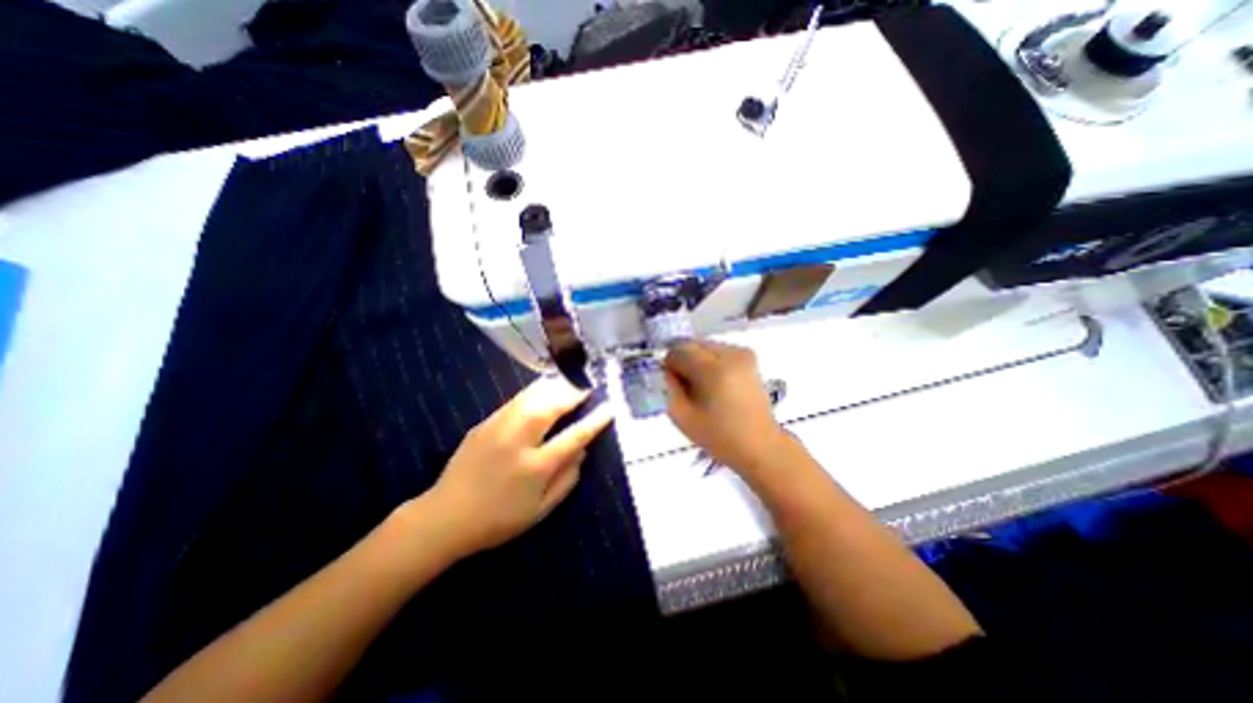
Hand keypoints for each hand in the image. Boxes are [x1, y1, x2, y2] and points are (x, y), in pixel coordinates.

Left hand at [416, 376, 611, 556]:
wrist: (444, 518)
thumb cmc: (498, 520)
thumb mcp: (541, 511)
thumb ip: (567, 480)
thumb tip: (582, 451)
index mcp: (535, 468)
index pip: (573, 437)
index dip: (594, 421)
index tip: (608, 407)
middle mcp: (517, 441)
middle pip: (550, 406)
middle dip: (573, 392)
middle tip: (588, 386)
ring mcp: (498, 428)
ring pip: (531, 396)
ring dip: (555, 386)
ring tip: (570, 380)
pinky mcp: (484, 423)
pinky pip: (516, 400)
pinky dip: (535, 391)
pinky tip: (543, 389)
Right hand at [660, 339, 784, 472]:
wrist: (759, 445)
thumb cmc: (719, 436)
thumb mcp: (682, 417)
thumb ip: (669, 388)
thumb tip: (668, 370)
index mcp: (714, 370)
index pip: (679, 351)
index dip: (670, 364)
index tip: (671, 382)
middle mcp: (730, 355)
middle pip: (693, 344)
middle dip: (684, 360)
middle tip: (684, 384)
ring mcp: (743, 354)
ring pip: (706, 346)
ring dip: (697, 360)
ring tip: (701, 386)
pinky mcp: (749, 358)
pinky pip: (719, 351)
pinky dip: (711, 361)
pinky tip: (715, 383)